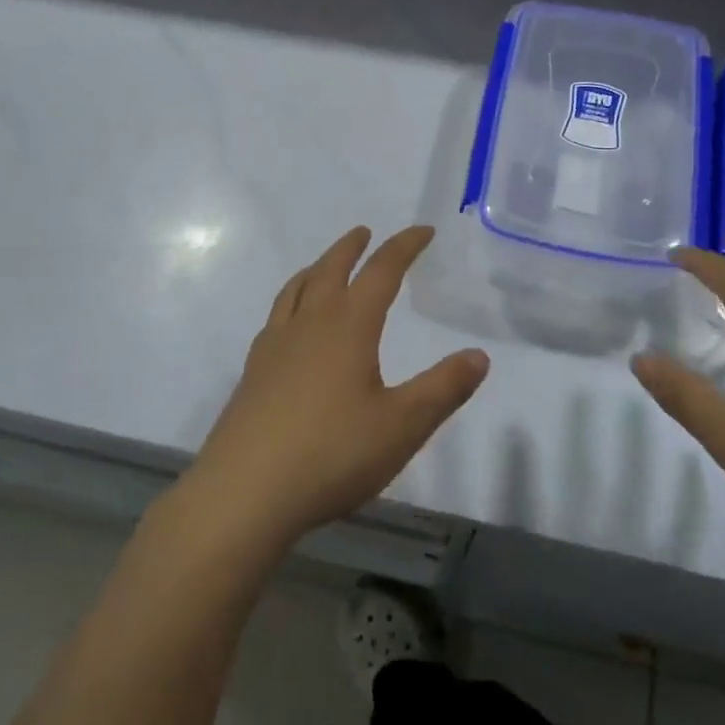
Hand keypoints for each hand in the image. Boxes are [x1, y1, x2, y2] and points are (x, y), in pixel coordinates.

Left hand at [185, 225, 488, 548]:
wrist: (244, 493)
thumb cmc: (332, 454)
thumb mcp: (402, 425)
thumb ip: (443, 388)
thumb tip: (479, 355)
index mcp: (348, 327)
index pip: (381, 272)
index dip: (404, 247)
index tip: (422, 231)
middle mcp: (309, 325)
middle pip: (330, 270)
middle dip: (351, 248)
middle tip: (365, 232)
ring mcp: (274, 347)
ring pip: (296, 290)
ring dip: (316, 268)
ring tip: (324, 266)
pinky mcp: (253, 373)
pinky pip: (275, 318)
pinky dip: (291, 302)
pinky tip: (290, 324)